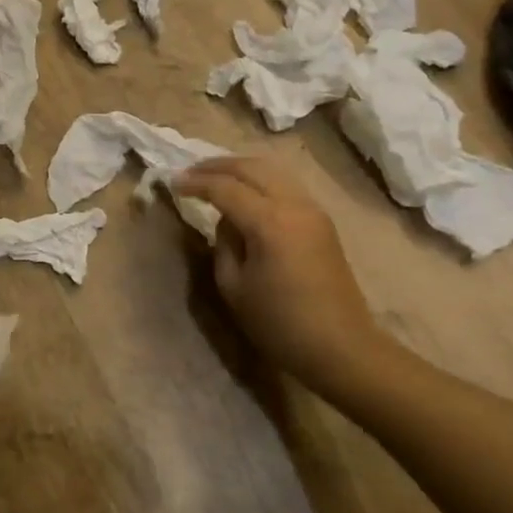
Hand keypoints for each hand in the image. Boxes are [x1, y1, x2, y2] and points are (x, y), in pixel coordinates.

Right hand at [175, 157, 385, 401]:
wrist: (341, 347)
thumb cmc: (280, 324)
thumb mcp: (234, 287)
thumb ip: (223, 244)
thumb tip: (227, 221)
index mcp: (269, 222)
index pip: (225, 188)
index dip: (195, 183)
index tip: (172, 183)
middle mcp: (294, 205)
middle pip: (251, 167)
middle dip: (216, 166)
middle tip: (190, 173)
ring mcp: (312, 209)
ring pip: (272, 170)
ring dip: (240, 168)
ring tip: (214, 177)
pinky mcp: (321, 220)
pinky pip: (285, 184)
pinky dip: (260, 179)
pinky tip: (244, 192)